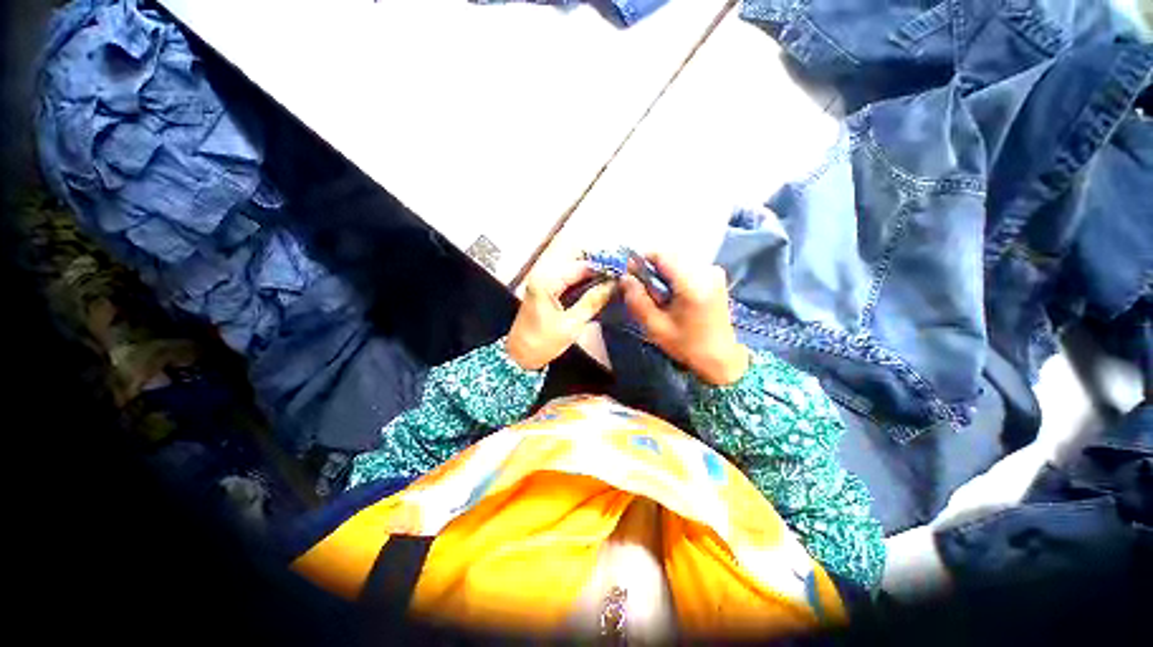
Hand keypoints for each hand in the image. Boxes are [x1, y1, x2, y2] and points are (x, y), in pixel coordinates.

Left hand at [506, 259, 615, 369]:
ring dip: (591, 282)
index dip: (601, 268)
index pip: (579, 267)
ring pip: (573, 278)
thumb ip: (592, 302)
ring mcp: (544, 286)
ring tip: (613, 287)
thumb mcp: (571, 324)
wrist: (520, 357)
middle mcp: (543, 278)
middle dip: (597, 274)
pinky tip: (597, 294)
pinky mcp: (546, 294)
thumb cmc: (542, 342)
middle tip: (619, 282)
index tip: (620, 273)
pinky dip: (582, 289)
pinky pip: (568, 286)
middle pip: (576, 270)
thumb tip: (612, 286)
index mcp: (546, 282)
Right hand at [620, 253, 749, 385]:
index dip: (641, 261)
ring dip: (664, 274)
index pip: (661, 255)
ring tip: (662, 298)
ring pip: (677, 261)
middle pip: (669, 256)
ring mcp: (714, 272)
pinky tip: (675, 296)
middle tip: (647, 293)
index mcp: (692, 284)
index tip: (632, 277)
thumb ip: (637, 300)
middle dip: (653, 270)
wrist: (721, 358)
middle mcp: (706, 270)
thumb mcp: (655, 327)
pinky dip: (676, 276)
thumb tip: (625, 277)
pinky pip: (688, 266)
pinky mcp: (717, 276)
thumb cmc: (686, 345)